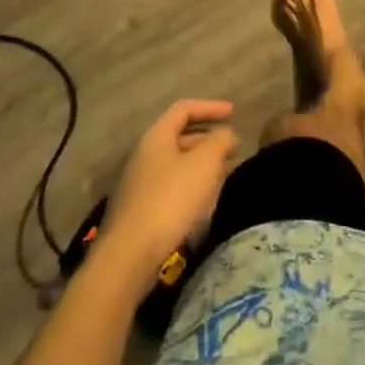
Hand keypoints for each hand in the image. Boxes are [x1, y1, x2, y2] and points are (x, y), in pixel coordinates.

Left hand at [100, 100, 238, 275]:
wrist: (130, 256)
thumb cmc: (171, 199)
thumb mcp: (205, 163)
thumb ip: (220, 140)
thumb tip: (226, 135)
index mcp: (156, 137)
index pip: (184, 109)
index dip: (211, 107)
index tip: (234, 113)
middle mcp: (145, 156)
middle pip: (180, 137)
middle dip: (209, 141)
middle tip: (232, 150)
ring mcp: (140, 185)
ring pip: (177, 165)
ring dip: (203, 165)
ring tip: (225, 174)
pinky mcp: (141, 212)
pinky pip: (172, 188)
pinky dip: (192, 187)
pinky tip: (205, 202)